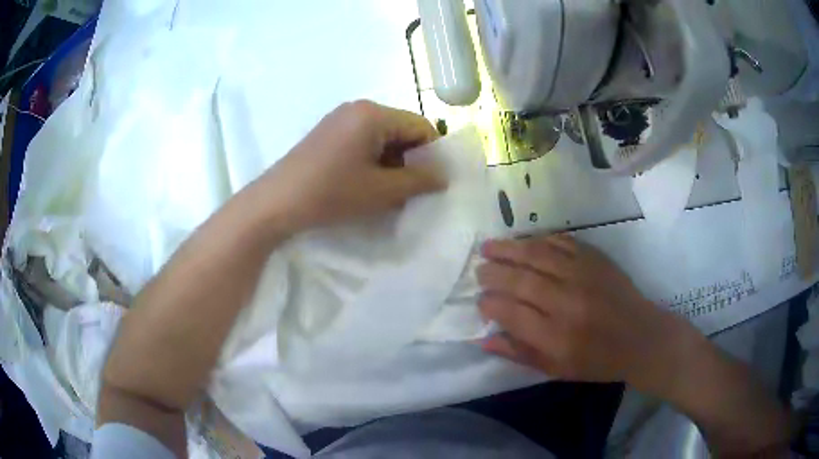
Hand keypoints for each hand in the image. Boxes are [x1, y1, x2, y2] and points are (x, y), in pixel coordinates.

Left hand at [257, 100, 444, 233]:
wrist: (276, 203)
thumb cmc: (332, 193)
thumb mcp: (382, 191)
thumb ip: (418, 181)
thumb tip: (444, 176)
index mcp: (374, 114)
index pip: (421, 125)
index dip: (432, 153)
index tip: (432, 181)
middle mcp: (358, 108)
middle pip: (401, 128)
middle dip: (411, 158)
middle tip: (410, 190)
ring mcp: (340, 119)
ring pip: (382, 136)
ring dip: (392, 161)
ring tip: (387, 191)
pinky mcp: (328, 132)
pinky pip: (363, 140)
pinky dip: (373, 159)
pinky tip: (366, 183)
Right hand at [477, 234, 696, 392]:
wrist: (641, 337)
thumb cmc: (597, 361)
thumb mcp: (556, 369)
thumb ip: (519, 353)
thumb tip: (484, 338)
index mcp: (556, 337)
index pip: (511, 313)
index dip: (489, 304)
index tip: (480, 301)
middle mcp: (567, 302)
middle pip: (519, 280)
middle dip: (492, 273)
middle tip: (478, 270)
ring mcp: (582, 275)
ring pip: (536, 254)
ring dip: (508, 248)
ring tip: (488, 246)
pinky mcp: (595, 258)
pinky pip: (561, 241)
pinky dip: (538, 239)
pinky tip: (524, 241)